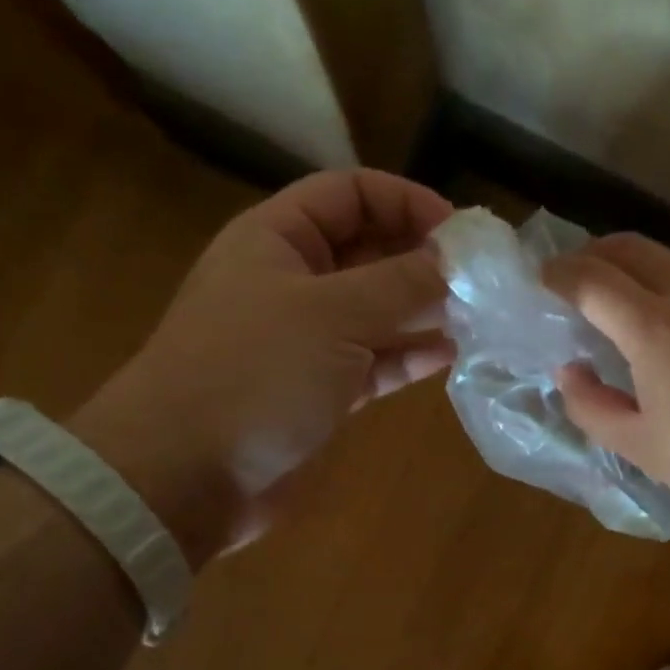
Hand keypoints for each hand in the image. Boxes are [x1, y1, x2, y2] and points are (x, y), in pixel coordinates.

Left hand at [72, 170, 453, 561]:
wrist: (185, 476)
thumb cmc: (253, 374)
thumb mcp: (333, 314)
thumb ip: (402, 282)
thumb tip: (458, 261)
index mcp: (277, 239)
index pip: (350, 193)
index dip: (406, 201)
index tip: (461, 233)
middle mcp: (292, 281)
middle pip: (369, 251)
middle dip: (424, 258)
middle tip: (484, 279)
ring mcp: (307, 340)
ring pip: (377, 310)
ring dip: (425, 310)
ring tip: (481, 317)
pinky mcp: (321, 390)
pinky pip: (376, 360)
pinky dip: (412, 355)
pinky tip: (454, 355)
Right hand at [545, 234, 669, 527]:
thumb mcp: (641, 447)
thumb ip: (591, 406)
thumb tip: (570, 371)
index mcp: (654, 329)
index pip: (592, 279)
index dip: (558, 274)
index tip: (541, 281)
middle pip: (631, 248)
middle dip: (592, 254)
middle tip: (574, 280)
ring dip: (635, 268)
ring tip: (622, 302)